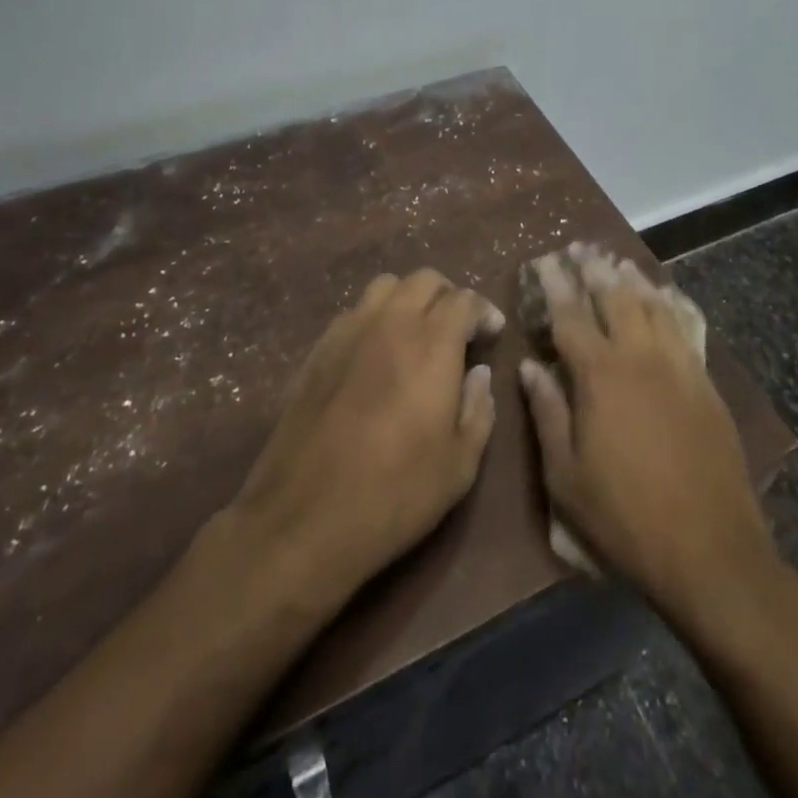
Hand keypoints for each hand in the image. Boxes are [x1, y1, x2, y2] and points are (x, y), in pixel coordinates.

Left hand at [227, 270, 503, 604]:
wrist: (304, 517)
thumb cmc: (395, 493)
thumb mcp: (460, 465)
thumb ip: (478, 409)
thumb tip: (478, 374)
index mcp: (432, 343)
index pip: (463, 299)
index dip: (483, 311)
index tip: (492, 333)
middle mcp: (390, 323)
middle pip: (424, 279)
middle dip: (448, 296)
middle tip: (458, 330)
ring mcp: (348, 331)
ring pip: (385, 287)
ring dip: (409, 299)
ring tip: (417, 333)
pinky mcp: (318, 350)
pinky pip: (354, 312)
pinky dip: (375, 318)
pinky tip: (377, 354)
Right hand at [518, 252, 773, 612]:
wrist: (710, 550)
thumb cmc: (625, 517)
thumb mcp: (566, 477)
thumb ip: (547, 413)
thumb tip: (529, 366)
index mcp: (600, 375)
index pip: (571, 315)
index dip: (556, 284)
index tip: (545, 260)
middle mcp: (640, 357)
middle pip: (615, 297)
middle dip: (594, 268)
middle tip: (580, 248)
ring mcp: (679, 366)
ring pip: (653, 305)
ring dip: (632, 279)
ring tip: (618, 261)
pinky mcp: (706, 383)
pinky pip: (686, 327)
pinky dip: (671, 304)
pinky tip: (665, 296)